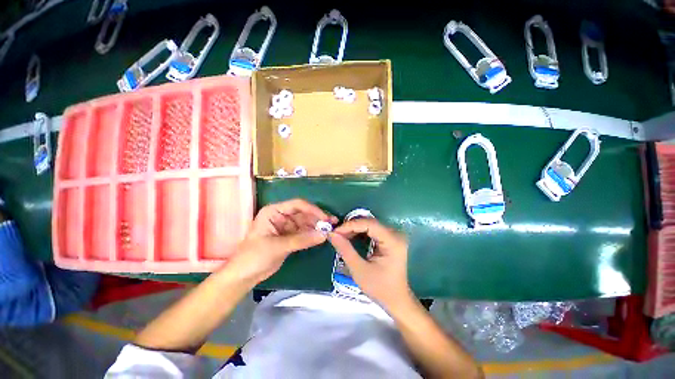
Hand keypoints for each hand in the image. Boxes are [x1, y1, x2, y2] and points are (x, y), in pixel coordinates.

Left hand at [228, 199, 337, 284]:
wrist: (244, 276)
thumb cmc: (254, 256)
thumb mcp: (278, 246)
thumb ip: (302, 240)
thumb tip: (324, 235)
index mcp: (274, 211)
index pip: (297, 205)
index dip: (313, 210)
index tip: (325, 218)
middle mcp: (281, 216)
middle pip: (304, 214)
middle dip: (318, 218)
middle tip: (333, 223)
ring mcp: (286, 227)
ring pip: (306, 223)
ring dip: (317, 227)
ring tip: (331, 230)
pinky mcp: (290, 237)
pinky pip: (304, 233)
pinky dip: (313, 235)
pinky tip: (322, 236)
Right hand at [328, 218, 413, 311]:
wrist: (396, 299)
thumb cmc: (380, 288)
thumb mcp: (359, 270)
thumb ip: (345, 250)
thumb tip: (331, 234)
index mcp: (393, 241)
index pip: (369, 224)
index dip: (350, 225)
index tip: (335, 231)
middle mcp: (395, 234)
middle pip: (370, 222)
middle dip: (351, 227)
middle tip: (336, 234)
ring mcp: (394, 235)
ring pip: (370, 225)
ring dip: (354, 229)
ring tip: (341, 236)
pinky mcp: (390, 238)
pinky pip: (372, 230)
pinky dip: (360, 233)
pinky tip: (350, 238)